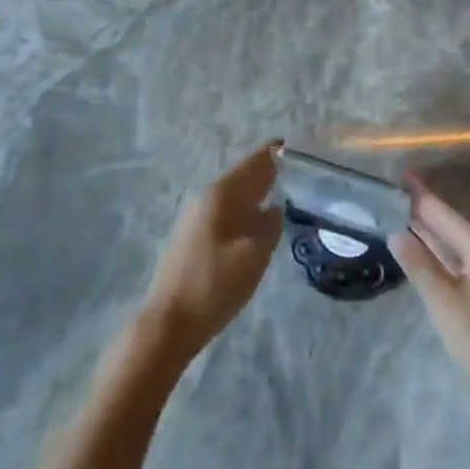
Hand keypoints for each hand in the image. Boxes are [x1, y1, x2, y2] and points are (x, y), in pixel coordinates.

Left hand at [141, 144, 281, 360]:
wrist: (169, 323)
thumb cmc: (214, 284)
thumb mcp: (253, 255)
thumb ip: (269, 226)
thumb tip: (275, 209)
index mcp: (221, 194)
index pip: (254, 162)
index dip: (276, 153)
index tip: (298, 145)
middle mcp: (207, 197)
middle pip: (243, 175)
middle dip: (268, 170)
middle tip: (300, 168)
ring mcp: (197, 217)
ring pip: (235, 194)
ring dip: (257, 189)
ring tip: (285, 190)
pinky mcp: (194, 237)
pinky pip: (228, 210)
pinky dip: (247, 207)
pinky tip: (258, 219)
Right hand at [390, 178, 469, 409]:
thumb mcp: (443, 301)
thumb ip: (419, 263)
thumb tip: (397, 232)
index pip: (444, 211)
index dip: (421, 194)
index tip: (403, 174)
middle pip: (453, 223)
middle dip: (426, 211)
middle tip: (398, 197)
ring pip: (461, 242)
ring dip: (436, 232)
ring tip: (408, 219)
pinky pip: (468, 257)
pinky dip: (447, 251)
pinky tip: (433, 255)